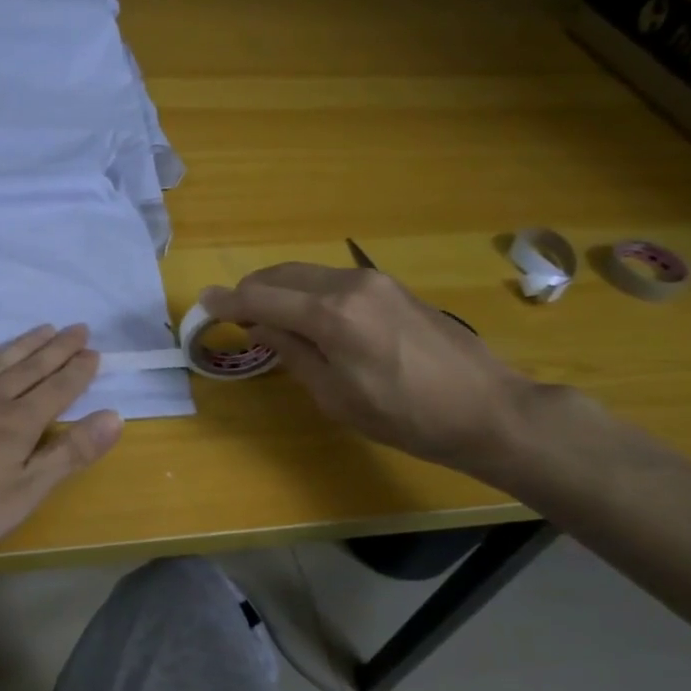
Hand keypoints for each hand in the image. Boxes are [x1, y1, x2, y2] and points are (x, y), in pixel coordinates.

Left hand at [0, 324, 123, 557]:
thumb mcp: (22, 493)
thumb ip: (67, 455)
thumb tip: (114, 417)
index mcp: (18, 425)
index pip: (58, 391)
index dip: (78, 373)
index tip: (95, 351)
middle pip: (30, 369)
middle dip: (58, 350)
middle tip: (78, 327)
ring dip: (23, 346)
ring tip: (43, 328)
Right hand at [200, 263, 539, 474]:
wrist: (486, 408)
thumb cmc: (405, 416)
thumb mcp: (336, 396)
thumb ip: (293, 353)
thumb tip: (260, 327)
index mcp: (332, 315)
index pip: (262, 297)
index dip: (228, 301)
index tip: (203, 304)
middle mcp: (349, 284)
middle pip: (281, 275)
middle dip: (251, 292)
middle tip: (234, 318)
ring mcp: (374, 281)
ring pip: (306, 274)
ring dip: (279, 291)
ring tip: (268, 321)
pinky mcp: (391, 287)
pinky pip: (331, 281)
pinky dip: (306, 293)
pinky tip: (307, 319)